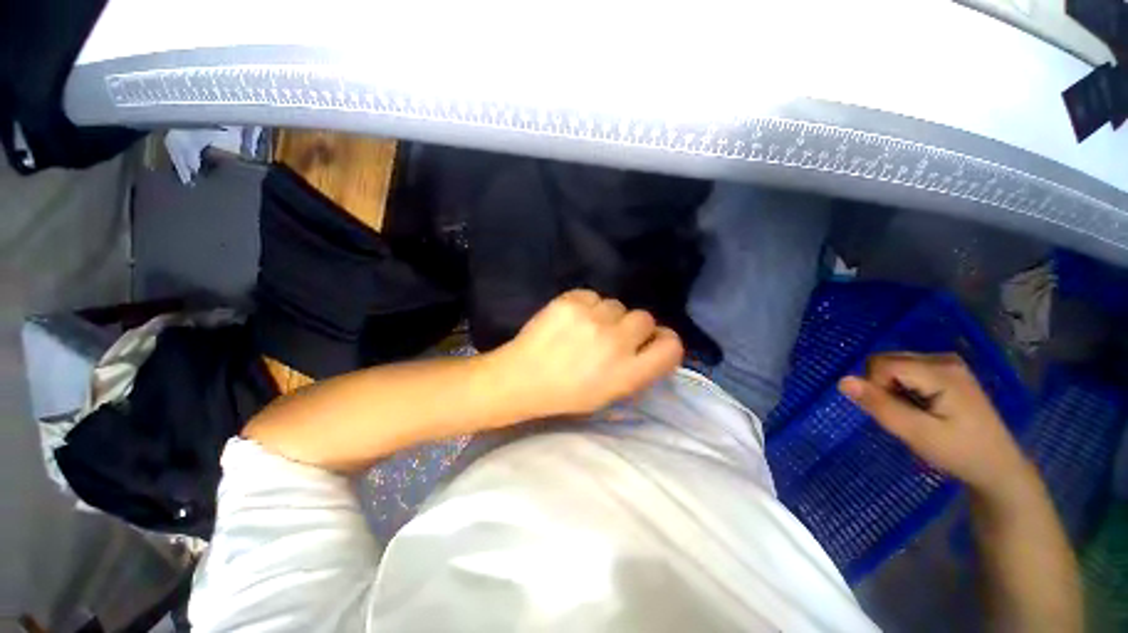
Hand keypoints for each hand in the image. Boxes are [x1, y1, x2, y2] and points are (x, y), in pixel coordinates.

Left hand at [492, 289, 684, 418]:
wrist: (521, 378)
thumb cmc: (567, 393)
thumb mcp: (610, 394)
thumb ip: (638, 370)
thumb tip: (654, 344)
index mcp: (628, 373)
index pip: (671, 346)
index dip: (664, 341)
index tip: (652, 342)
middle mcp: (616, 342)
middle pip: (646, 318)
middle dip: (632, 327)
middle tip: (611, 336)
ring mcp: (592, 318)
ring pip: (617, 305)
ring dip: (607, 316)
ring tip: (585, 329)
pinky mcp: (571, 301)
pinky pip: (593, 296)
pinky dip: (586, 306)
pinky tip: (571, 320)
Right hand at [837, 353, 1030, 495]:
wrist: (997, 466)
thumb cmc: (959, 452)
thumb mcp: (917, 434)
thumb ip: (880, 406)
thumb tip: (842, 381)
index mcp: (940, 371)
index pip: (882, 365)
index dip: (875, 388)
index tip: (894, 413)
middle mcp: (942, 358)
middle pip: (886, 361)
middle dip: (882, 387)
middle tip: (905, 415)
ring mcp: (947, 363)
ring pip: (893, 365)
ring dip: (891, 388)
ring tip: (914, 413)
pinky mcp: (947, 370)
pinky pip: (905, 370)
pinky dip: (902, 388)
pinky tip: (920, 406)